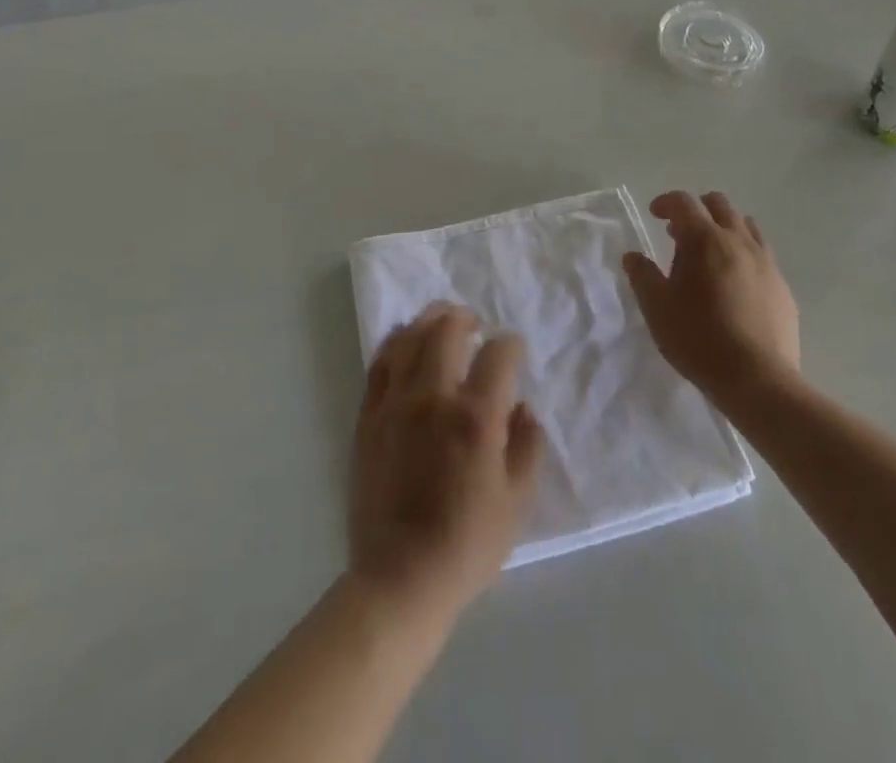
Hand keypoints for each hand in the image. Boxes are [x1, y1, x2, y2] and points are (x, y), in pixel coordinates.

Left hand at [348, 303, 544, 628]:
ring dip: (428, 322)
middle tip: (473, 323)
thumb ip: (527, 446)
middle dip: (464, 317)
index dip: (511, 345)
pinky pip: (379, 364)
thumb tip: (523, 408)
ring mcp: (396, 404)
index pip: (498, 354)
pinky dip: (394, 344)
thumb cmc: (467, 545)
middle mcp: (434, 397)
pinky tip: (404, 344)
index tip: (513, 351)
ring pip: (409, 338)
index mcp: (475, 416)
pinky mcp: (369, 417)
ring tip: (439, 322)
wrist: (400, 578)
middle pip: (446, 330)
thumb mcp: (517, 502)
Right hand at [623, 191, 801, 409]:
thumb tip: (633, 256)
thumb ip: (642, 275)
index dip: (666, 202)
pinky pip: (762, 254)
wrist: (757, 379)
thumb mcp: (657, 308)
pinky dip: (744, 254)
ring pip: (745, 225)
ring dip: (723, 228)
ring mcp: (765, 261)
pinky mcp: (782, 285)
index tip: (654, 215)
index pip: (684, 202)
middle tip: (679, 234)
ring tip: (709, 255)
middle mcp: (738, 241)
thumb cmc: (698, 338)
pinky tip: (734, 283)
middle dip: (696, 210)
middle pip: (719, 204)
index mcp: (704, 240)